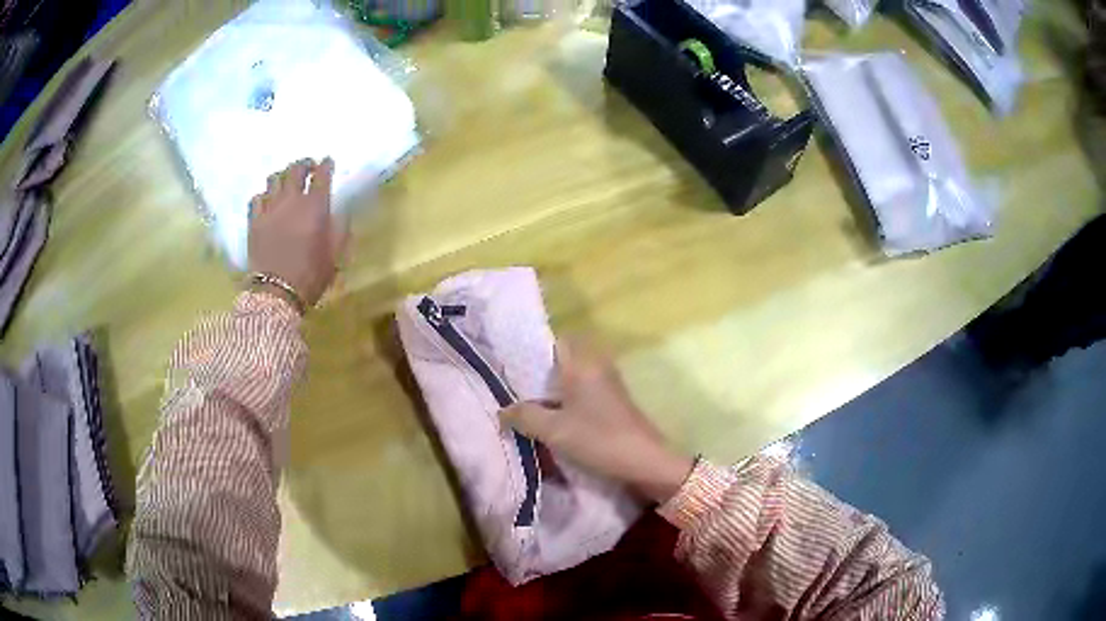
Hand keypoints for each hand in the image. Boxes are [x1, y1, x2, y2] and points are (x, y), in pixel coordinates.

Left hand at [248, 158, 347, 307]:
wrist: (276, 293)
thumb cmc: (310, 275)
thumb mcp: (335, 255)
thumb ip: (340, 229)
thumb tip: (342, 212)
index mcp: (315, 206)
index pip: (322, 175)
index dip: (326, 165)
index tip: (328, 162)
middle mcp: (292, 200)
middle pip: (296, 170)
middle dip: (304, 164)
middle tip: (308, 166)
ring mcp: (270, 208)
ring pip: (274, 179)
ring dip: (283, 176)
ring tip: (286, 180)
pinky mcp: (254, 220)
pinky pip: (257, 197)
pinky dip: (264, 195)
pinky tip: (267, 200)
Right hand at [501, 339, 694, 503]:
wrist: (645, 461)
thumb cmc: (598, 439)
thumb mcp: (554, 431)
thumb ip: (524, 417)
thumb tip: (502, 411)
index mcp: (582, 365)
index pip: (556, 341)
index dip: (535, 352)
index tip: (515, 368)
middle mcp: (597, 366)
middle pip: (565, 359)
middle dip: (543, 374)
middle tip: (520, 392)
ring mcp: (609, 384)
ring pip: (575, 377)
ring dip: (556, 390)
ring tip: (533, 408)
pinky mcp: (615, 401)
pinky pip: (585, 391)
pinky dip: (570, 401)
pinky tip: (557, 420)